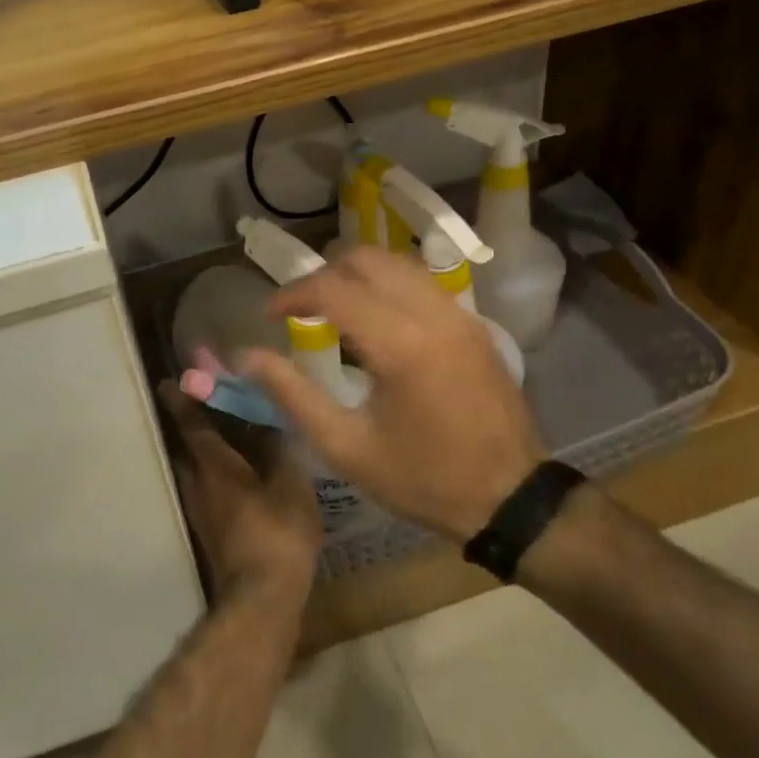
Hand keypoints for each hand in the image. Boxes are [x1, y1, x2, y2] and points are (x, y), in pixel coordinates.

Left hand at [158, 382, 320, 608]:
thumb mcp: (290, 484)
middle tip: (202, 405)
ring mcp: (201, 511)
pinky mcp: (210, 531)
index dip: (182, 401)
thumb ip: (279, 449)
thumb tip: (271, 419)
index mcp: (216, 467)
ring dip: (202, 452)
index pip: (193, 425)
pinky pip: (207, 490)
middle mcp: (199, 484)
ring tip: (225, 439)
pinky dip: (215, 475)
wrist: (261, 598)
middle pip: (188, 447)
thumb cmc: (278, 533)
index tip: (168, 382)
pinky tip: (238, 477)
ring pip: (195, 471)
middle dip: (191, 425)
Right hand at [240, 247, 548, 544]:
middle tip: (299, 308)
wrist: (512, 498)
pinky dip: (388, 286)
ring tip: (333, 309)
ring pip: (398, 263)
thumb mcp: (346, 447)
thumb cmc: (423, 479)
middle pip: (367, 259)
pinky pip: (422, 283)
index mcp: (401, 345)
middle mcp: (433, 315)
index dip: (292, 294)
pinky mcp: (474, 323)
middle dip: (324, 274)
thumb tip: (246, 357)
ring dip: (357, 275)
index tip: (269, 314)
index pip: (334, 289)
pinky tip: (375, 321)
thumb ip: (293, 395)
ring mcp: (460, 315)